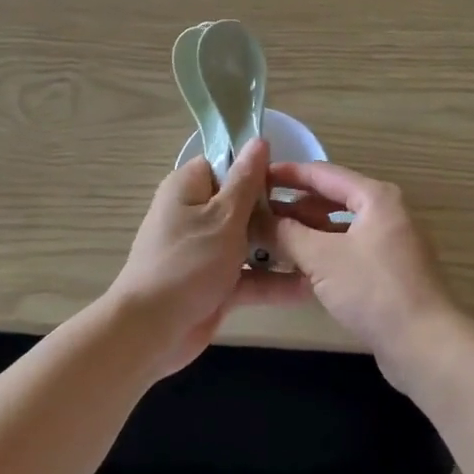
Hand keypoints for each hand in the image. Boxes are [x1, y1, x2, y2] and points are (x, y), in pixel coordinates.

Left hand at [105, 140, 299, 377]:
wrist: (150, 333)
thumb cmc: (187, 263)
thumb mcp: (223, 216)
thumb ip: (246, 180)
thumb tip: (258, 140)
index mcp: (188, 189)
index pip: (226, 165)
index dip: (256, 170)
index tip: (289, 179)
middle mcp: (196, 215)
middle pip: (243, 204)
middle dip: (277, 211)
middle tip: (318, 215)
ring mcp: (206, 252)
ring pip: (249, 242)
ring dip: (280, 248)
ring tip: (322, 248)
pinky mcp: (215, 285)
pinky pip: (248, 276)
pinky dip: (272, 281)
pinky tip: (309, 287)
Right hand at [268, 162, 463, 388]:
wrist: (425, 345)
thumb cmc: (373, 289)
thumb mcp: (321, 257)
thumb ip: (285, 233)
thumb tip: (255, 218)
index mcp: (375, 197)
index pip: (323, 173)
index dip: (288, 174)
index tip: (255, 177)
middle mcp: (386, 212)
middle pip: (332, 198)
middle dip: (294, 205)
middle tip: (257, 212)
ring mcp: (390, 243)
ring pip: (339, 228)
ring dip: (307, 231)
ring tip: (270, 238)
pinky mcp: (389, 272)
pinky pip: (348, 251)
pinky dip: (323, 253)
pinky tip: (297, 266)